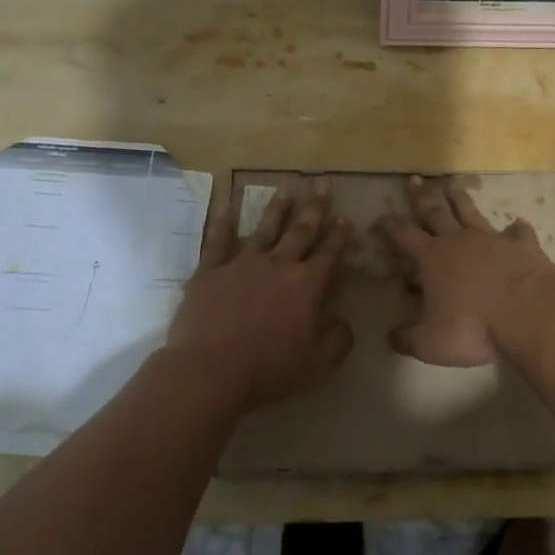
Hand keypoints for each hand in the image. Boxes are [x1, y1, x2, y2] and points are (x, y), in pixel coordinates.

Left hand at [167, 186, 353, 410]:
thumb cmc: (268, 369)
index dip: (339, 235)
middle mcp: (278, 265)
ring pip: (265, 229)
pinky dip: (223, 224)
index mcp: (307, 285)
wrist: (209, 370)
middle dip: (315, 208)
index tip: (345, 216)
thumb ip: (338, 339)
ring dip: (278, 208)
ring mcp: (242, 265)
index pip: (329, 253)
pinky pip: (218, 242)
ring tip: (287, 189)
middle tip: (322, 184)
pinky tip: (226, 208)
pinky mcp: (210, 272)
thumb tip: (343, 322)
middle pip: (301, 231)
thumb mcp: (318, 363)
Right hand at [376, 175, 554, 365]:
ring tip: (453, 185)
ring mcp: (493, 240)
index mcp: (433, 259)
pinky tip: (517, 224)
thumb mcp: (431, 343)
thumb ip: (408, 339)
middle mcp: (460, 241)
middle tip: (414, 180)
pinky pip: (518, 233)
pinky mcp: (523, 246)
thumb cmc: (473, 327)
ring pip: (471, 213)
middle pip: (436, 213)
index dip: (391, 227)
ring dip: (460, 199)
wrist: (530, 313)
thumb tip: (391, 338)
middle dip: (422, 197)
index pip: (405, 236)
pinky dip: (516, 228)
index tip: (382, 216)